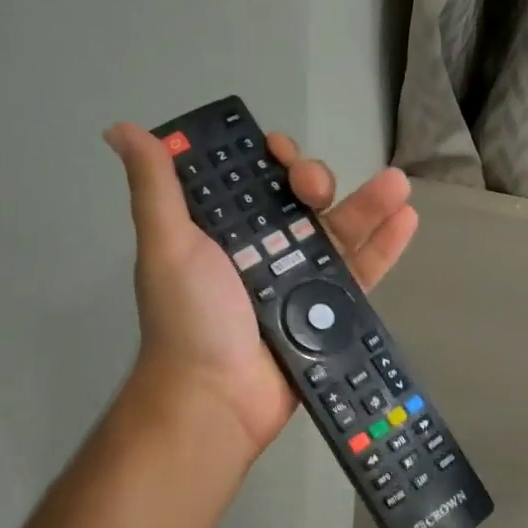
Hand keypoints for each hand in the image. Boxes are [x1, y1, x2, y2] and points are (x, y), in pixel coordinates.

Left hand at [104, 122, 417, 456]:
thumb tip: (121, 128)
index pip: (254, 180)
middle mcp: (264, 250)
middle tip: (314, 188)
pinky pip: (362, 273)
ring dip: (369, 203)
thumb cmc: (190, 318)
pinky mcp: (328, 312)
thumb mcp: (167, 245)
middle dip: (315, 180)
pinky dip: (385, 246)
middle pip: (301, 200)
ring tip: (397, 184)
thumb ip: (155, 188)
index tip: (278, 154)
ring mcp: (300, 282)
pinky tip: (407, 218)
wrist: (216, 399)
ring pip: (339, 230)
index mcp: (225, 231)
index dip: (269, 158)